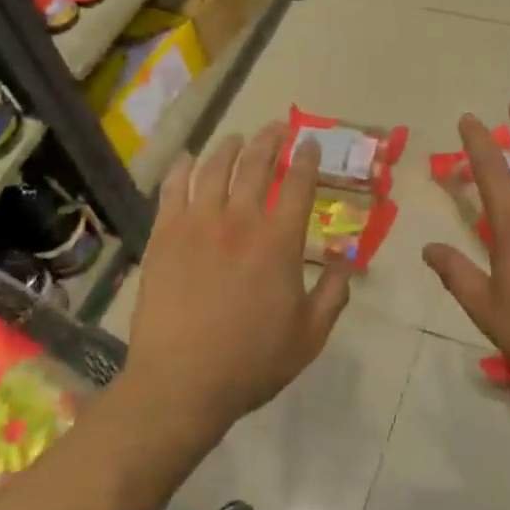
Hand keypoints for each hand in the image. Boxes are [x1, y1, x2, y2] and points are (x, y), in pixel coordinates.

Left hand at [123, 123, 350, 436]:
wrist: (181, 382)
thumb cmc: (251, 361)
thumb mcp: (310, 335)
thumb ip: (334, 292)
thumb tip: (345, 260)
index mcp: (279, 241)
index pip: (298, 184)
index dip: (306, 158)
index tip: (309, 143)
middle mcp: (240, 220)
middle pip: (256, 164)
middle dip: (270, 140)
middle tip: (277, 127)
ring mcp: (197, 224)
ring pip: (215, 168)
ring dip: (230, 147)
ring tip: (237, 138)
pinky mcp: (164, 235)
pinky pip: (173, 189)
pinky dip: (183, 168)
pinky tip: (188, 159)